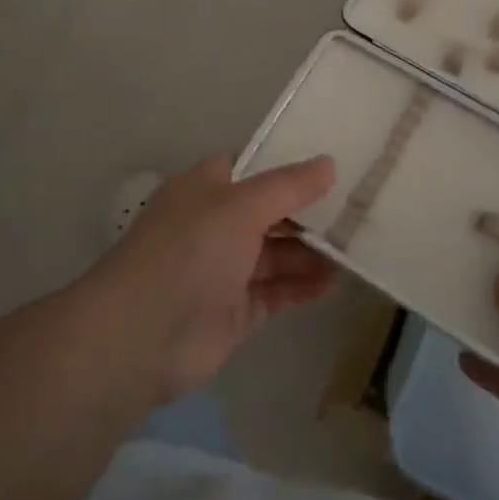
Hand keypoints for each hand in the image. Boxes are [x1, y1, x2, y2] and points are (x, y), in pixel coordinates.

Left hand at [87, 153, 337, 403]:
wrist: (142, 336)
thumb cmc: (190, 251)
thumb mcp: (241, 206)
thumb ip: (288, 186)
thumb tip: (328, 163)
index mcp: (206, 188)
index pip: (252, 167)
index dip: (288, 164)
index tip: (332, 164)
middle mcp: (215, 224)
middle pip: (269, 211)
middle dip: (308, 212)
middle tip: (357, 210)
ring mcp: (224, 270)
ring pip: (275, 254)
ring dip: (310, 252)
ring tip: (355, 249)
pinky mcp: (234, 311)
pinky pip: (275, 292)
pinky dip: (301, 287)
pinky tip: (333, 283)